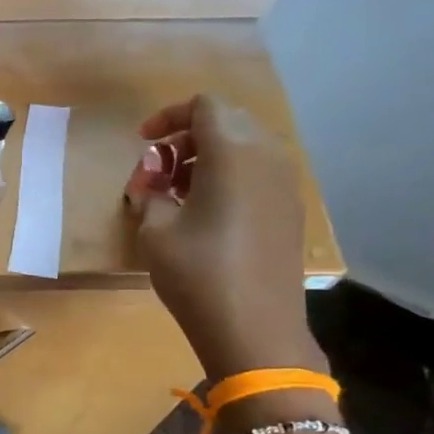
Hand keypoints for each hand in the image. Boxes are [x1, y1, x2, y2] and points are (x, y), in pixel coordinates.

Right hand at [133, 96, 320, 379]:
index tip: (143, 143)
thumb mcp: (155, 231)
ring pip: (246, 147)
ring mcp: (285, 183)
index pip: (204, 106)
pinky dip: (230, 176)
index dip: (168, 116)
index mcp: (233, 152)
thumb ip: (150, 192)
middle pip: (227, 121)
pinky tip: (206, 212)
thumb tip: (153, 178)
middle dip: (188, 137)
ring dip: (209, 157)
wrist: (255, 328)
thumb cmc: (197, 273)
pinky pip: (258, 173)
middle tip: (159, 169)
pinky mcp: (290, 210)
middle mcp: (267, 156)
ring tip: (178, 193)